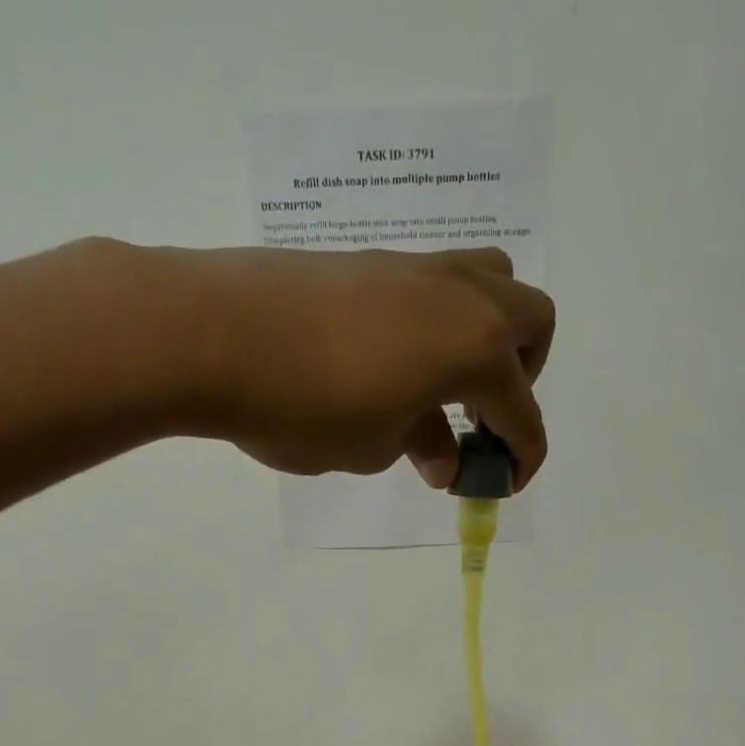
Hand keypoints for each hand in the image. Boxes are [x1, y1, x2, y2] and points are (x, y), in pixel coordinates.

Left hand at [171, 245, 553, 488]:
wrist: (212, 334)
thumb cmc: (305, 407)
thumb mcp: (374, 446)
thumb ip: (421, 445)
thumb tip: (443, 457)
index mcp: (475, 347)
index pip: (522, 411)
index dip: (523, 456)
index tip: (505, 485)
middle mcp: (462, 296)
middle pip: (532, 323)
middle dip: (523, 379)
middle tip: (479, 422)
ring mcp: (418, 268)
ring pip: (491, 284)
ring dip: (490, 337)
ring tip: (445, 387)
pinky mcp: (375, 260)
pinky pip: (437, 286)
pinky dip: (441, 325)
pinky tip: (398, 364)